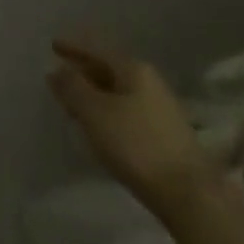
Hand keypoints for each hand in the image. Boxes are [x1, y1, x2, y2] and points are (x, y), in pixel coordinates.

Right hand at [49, 37, 220, 221]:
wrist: (191, 197)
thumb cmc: (136, 146)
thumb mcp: (94, 113)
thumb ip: (72, 87)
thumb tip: (57, 69)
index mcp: (133, 68)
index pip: (97, 49)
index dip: (73, 46)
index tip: (53, 45)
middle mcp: (150, 81)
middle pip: (109, 68)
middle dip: (83, 71)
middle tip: (60, 77)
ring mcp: (162, 109)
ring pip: (119, 91)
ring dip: (96, 93)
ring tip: (75, 104)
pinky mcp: (168, 135)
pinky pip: (129, 110)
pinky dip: (110, 111)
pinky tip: (102, 126)